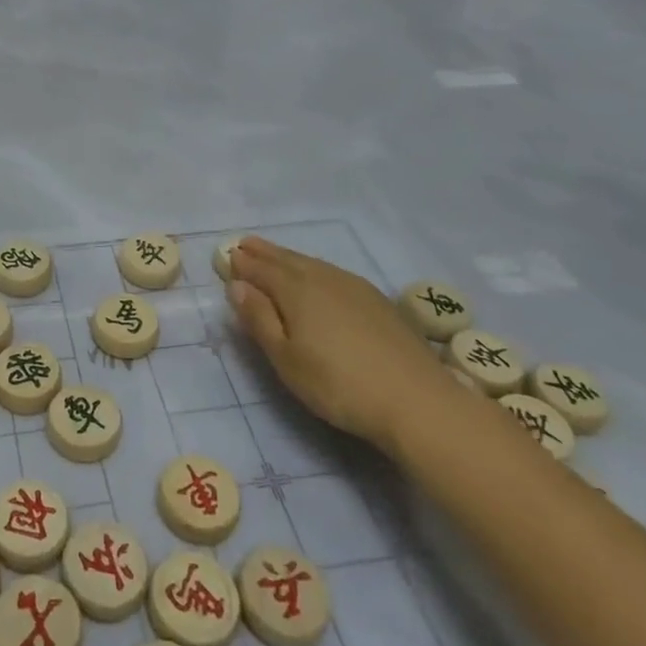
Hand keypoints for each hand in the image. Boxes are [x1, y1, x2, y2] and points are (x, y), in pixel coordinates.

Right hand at [226, 236, 454, 451]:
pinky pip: (333, 273)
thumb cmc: (338, 385)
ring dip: (288, 257)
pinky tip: (318, 276)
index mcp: (295, 290)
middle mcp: (323, 278)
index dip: (243, 264)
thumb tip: (237, 285)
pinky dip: (314, 268)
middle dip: (264, 253)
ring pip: (312, 264)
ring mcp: (354, 287)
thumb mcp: (286, 359)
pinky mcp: (377, 300)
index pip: (261, 270)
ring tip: (274, 255)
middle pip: (286, 260)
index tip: (228, 255)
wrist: (417, 401)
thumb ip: (259, 319)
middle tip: (245, 244)